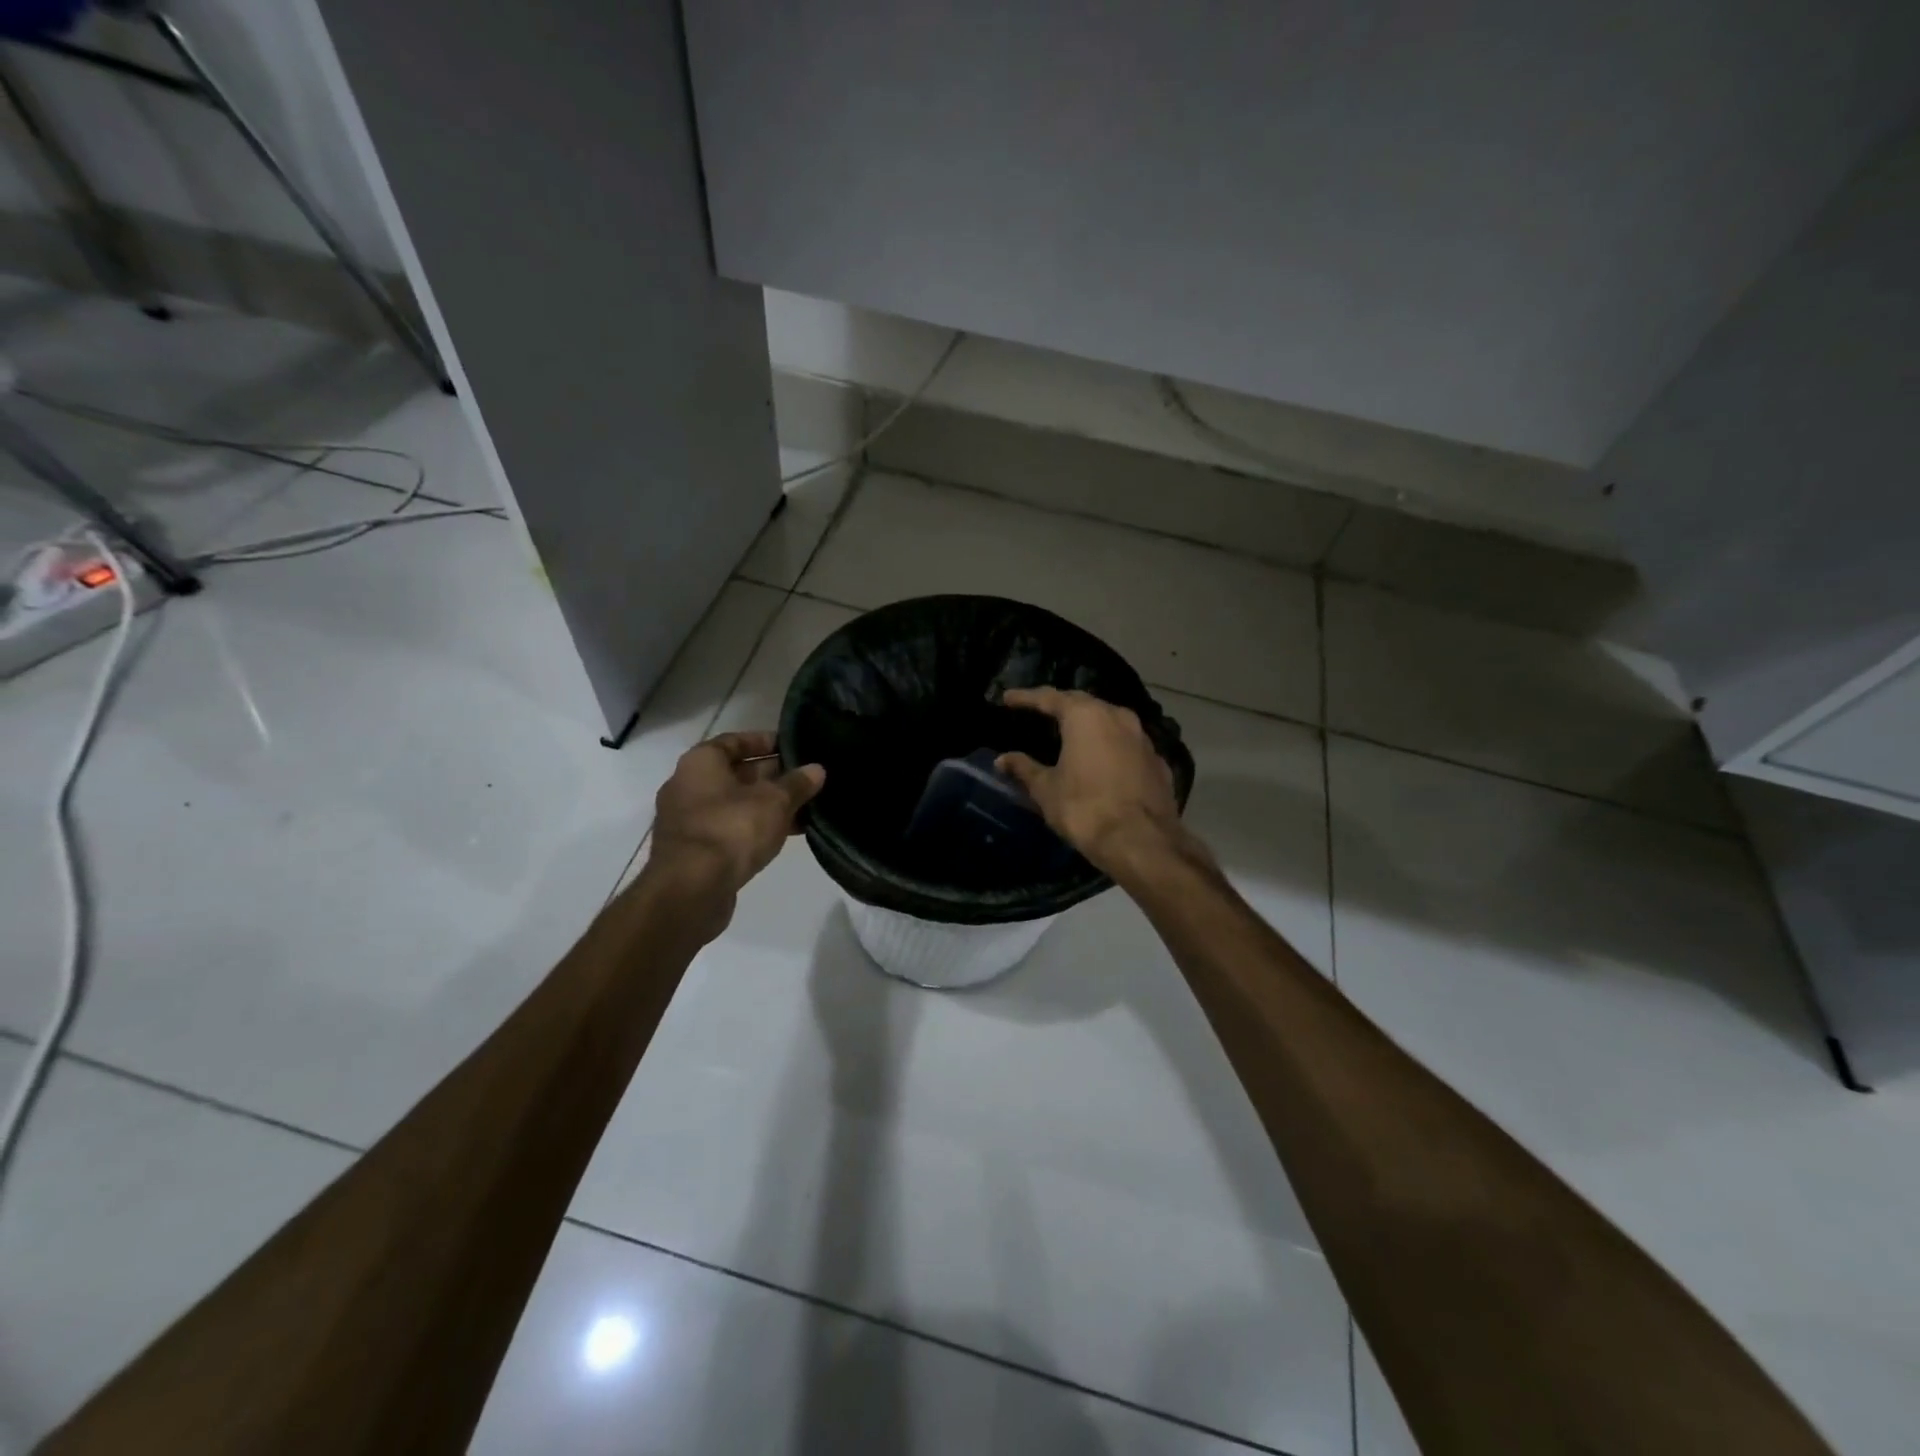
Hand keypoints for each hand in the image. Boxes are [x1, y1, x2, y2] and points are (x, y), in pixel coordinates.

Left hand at [645, 731, 824, 919]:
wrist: (691, 890)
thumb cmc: (731, 829)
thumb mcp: (774, 801)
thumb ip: (797, 783)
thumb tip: (817, 770)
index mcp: (700, 763)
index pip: (734, 741)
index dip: (764, 741)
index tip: (793, 747)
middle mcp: (688, 786)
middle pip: (736, 773)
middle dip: (773, 776)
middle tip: (807, 778)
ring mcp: (689, 821)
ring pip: (736, 804)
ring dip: (768, 805)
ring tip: (806, 807)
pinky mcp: (696, 851)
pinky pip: (731, 829)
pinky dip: (756, 828)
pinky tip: (787, 834)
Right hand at [996, 688, 1184, 875]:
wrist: (1142, 843)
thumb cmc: (1085, 809)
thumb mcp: (1046, 790)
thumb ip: (1024, 769)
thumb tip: (1002, 760)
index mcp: (1086, 716)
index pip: (1049, 697)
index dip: (1026, 697)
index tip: (1007, 698)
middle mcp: (1118, 717)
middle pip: (1083, 703)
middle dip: (1060, 705)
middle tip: (1040, 711)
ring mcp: (1143, 738)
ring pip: (1110, 721)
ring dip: (1089, 725)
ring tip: (1071, 733)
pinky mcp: (1158, 762)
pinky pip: (1128, 745)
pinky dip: (1110, 747)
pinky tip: (1102, 761)